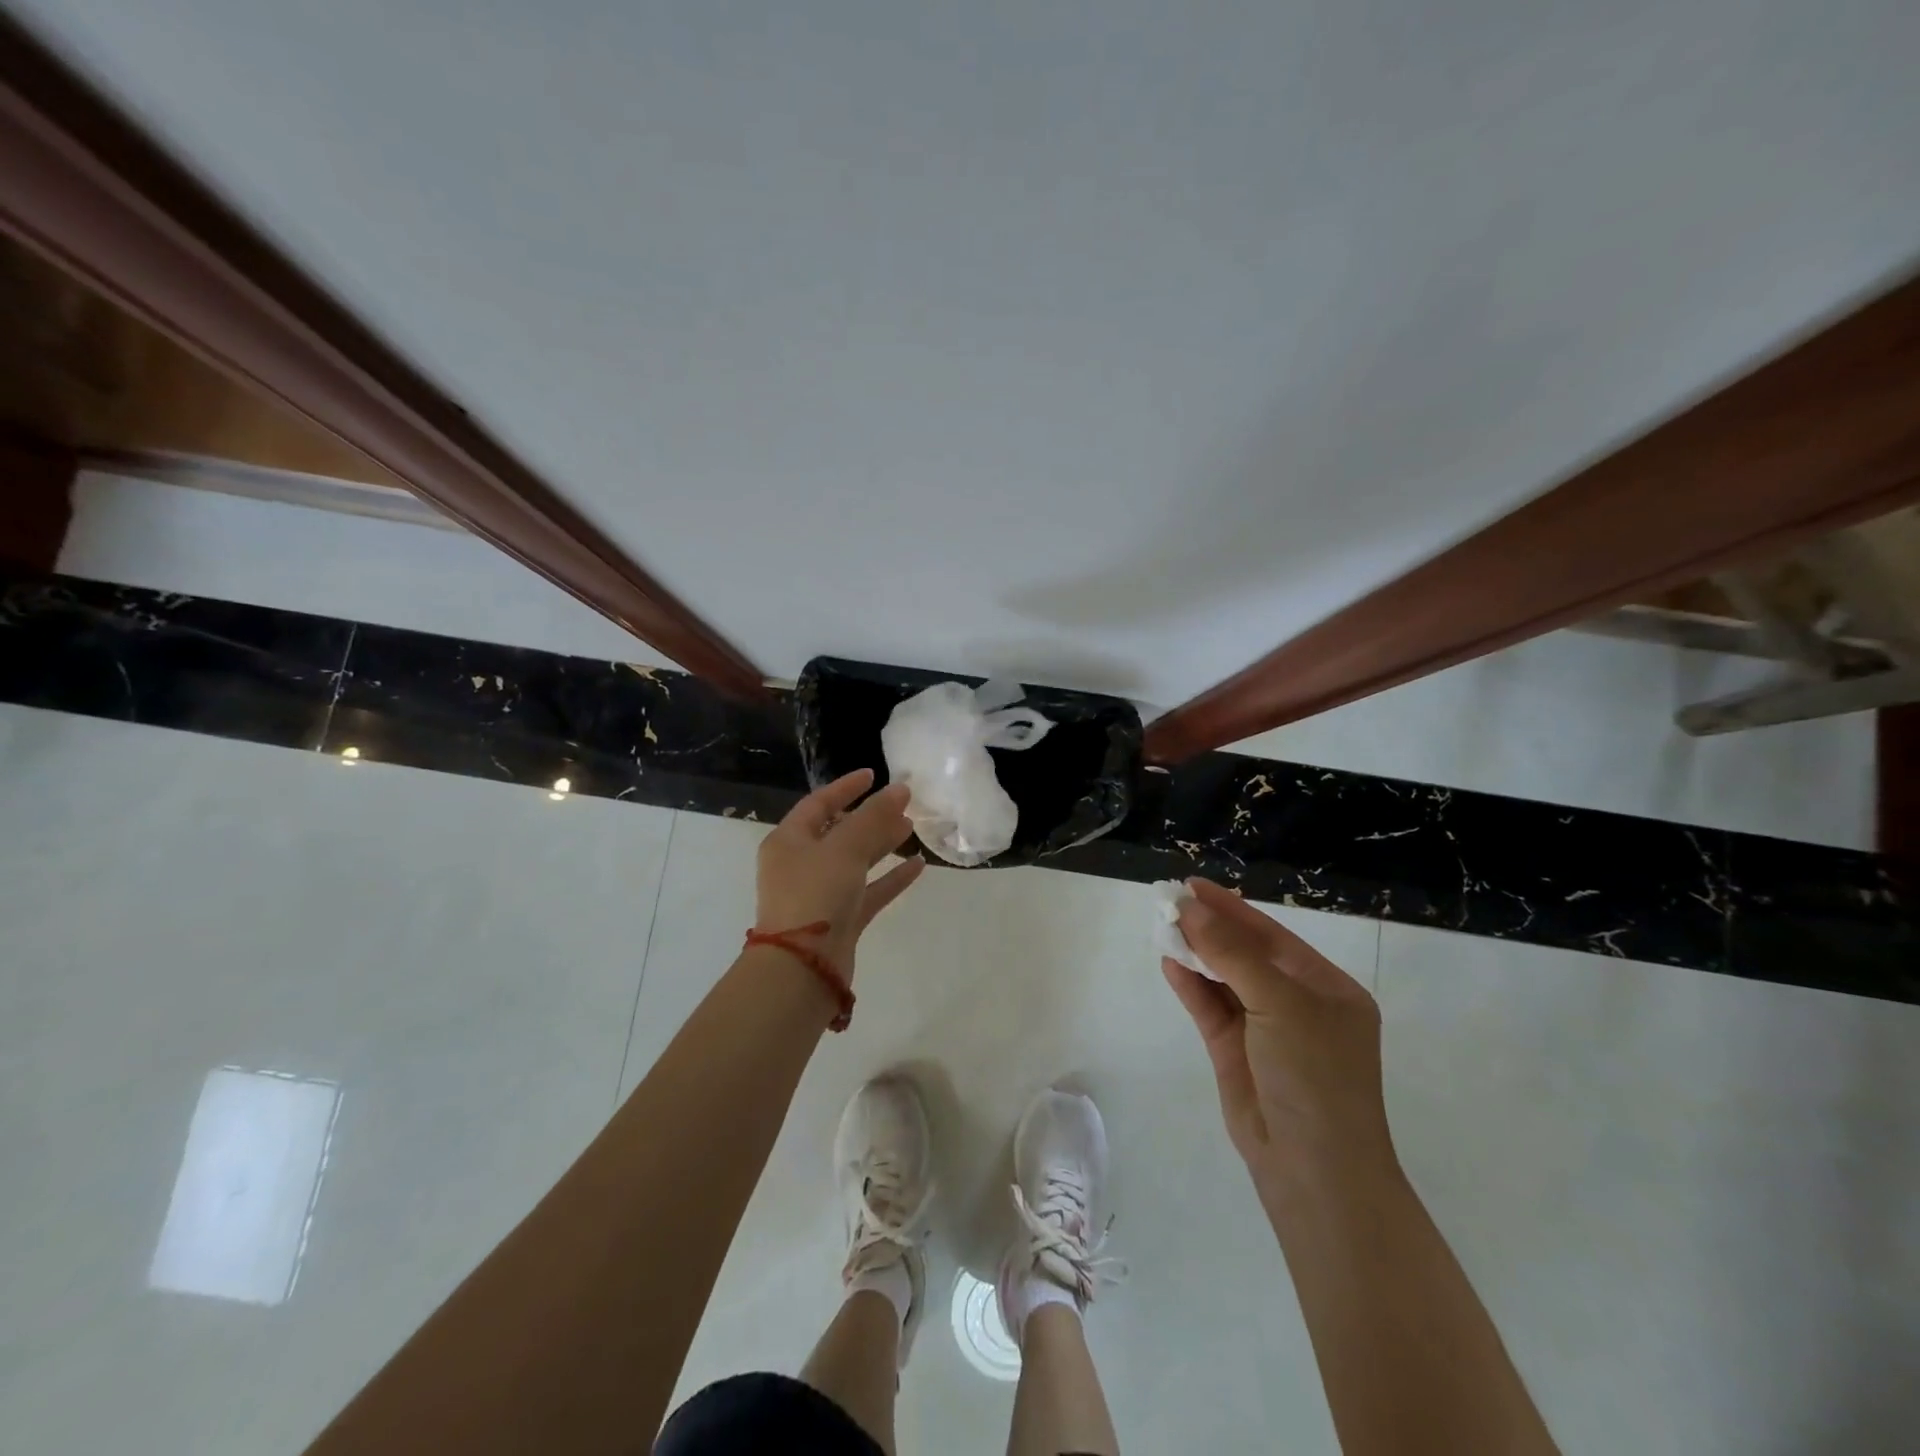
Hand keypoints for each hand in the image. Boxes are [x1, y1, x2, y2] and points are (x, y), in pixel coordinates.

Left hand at [756, 769, 924, 980]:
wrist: (802, 969)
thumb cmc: (815, 895)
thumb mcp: (844, 848)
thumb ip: (874, 817)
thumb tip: (900, 789)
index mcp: (789, 841)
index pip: (818, 804)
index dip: (846, 788)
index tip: (873, 775)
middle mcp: (801, 865)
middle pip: (839, 832)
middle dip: (871, 817)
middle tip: (903, 805)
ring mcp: (821, 894)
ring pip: (855, 861)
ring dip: (882, 845)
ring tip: (912, 829)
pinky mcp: (840, 920)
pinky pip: (868, 891)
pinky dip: (890, 878)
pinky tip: (917, 866)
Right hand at [1162, 878, 1392, 1184]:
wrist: (1314, 1170)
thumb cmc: (1314, 1076)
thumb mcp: (1280, 1004)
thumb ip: (1231, 954)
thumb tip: (1190, 908)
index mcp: (1326, 988)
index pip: (1272, 937)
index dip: (1232, 908)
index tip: (1193, 886)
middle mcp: (1297, 1004)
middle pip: (1245, 954)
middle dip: (1209, 928)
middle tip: (1169, 901)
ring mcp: (1264, 1030)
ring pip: (1224, 979)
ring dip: (1196, 953)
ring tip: (1161, 925)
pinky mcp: (1235, 1053)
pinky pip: (1210, 1008)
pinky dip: (1190, 985)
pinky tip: (1169, 962)